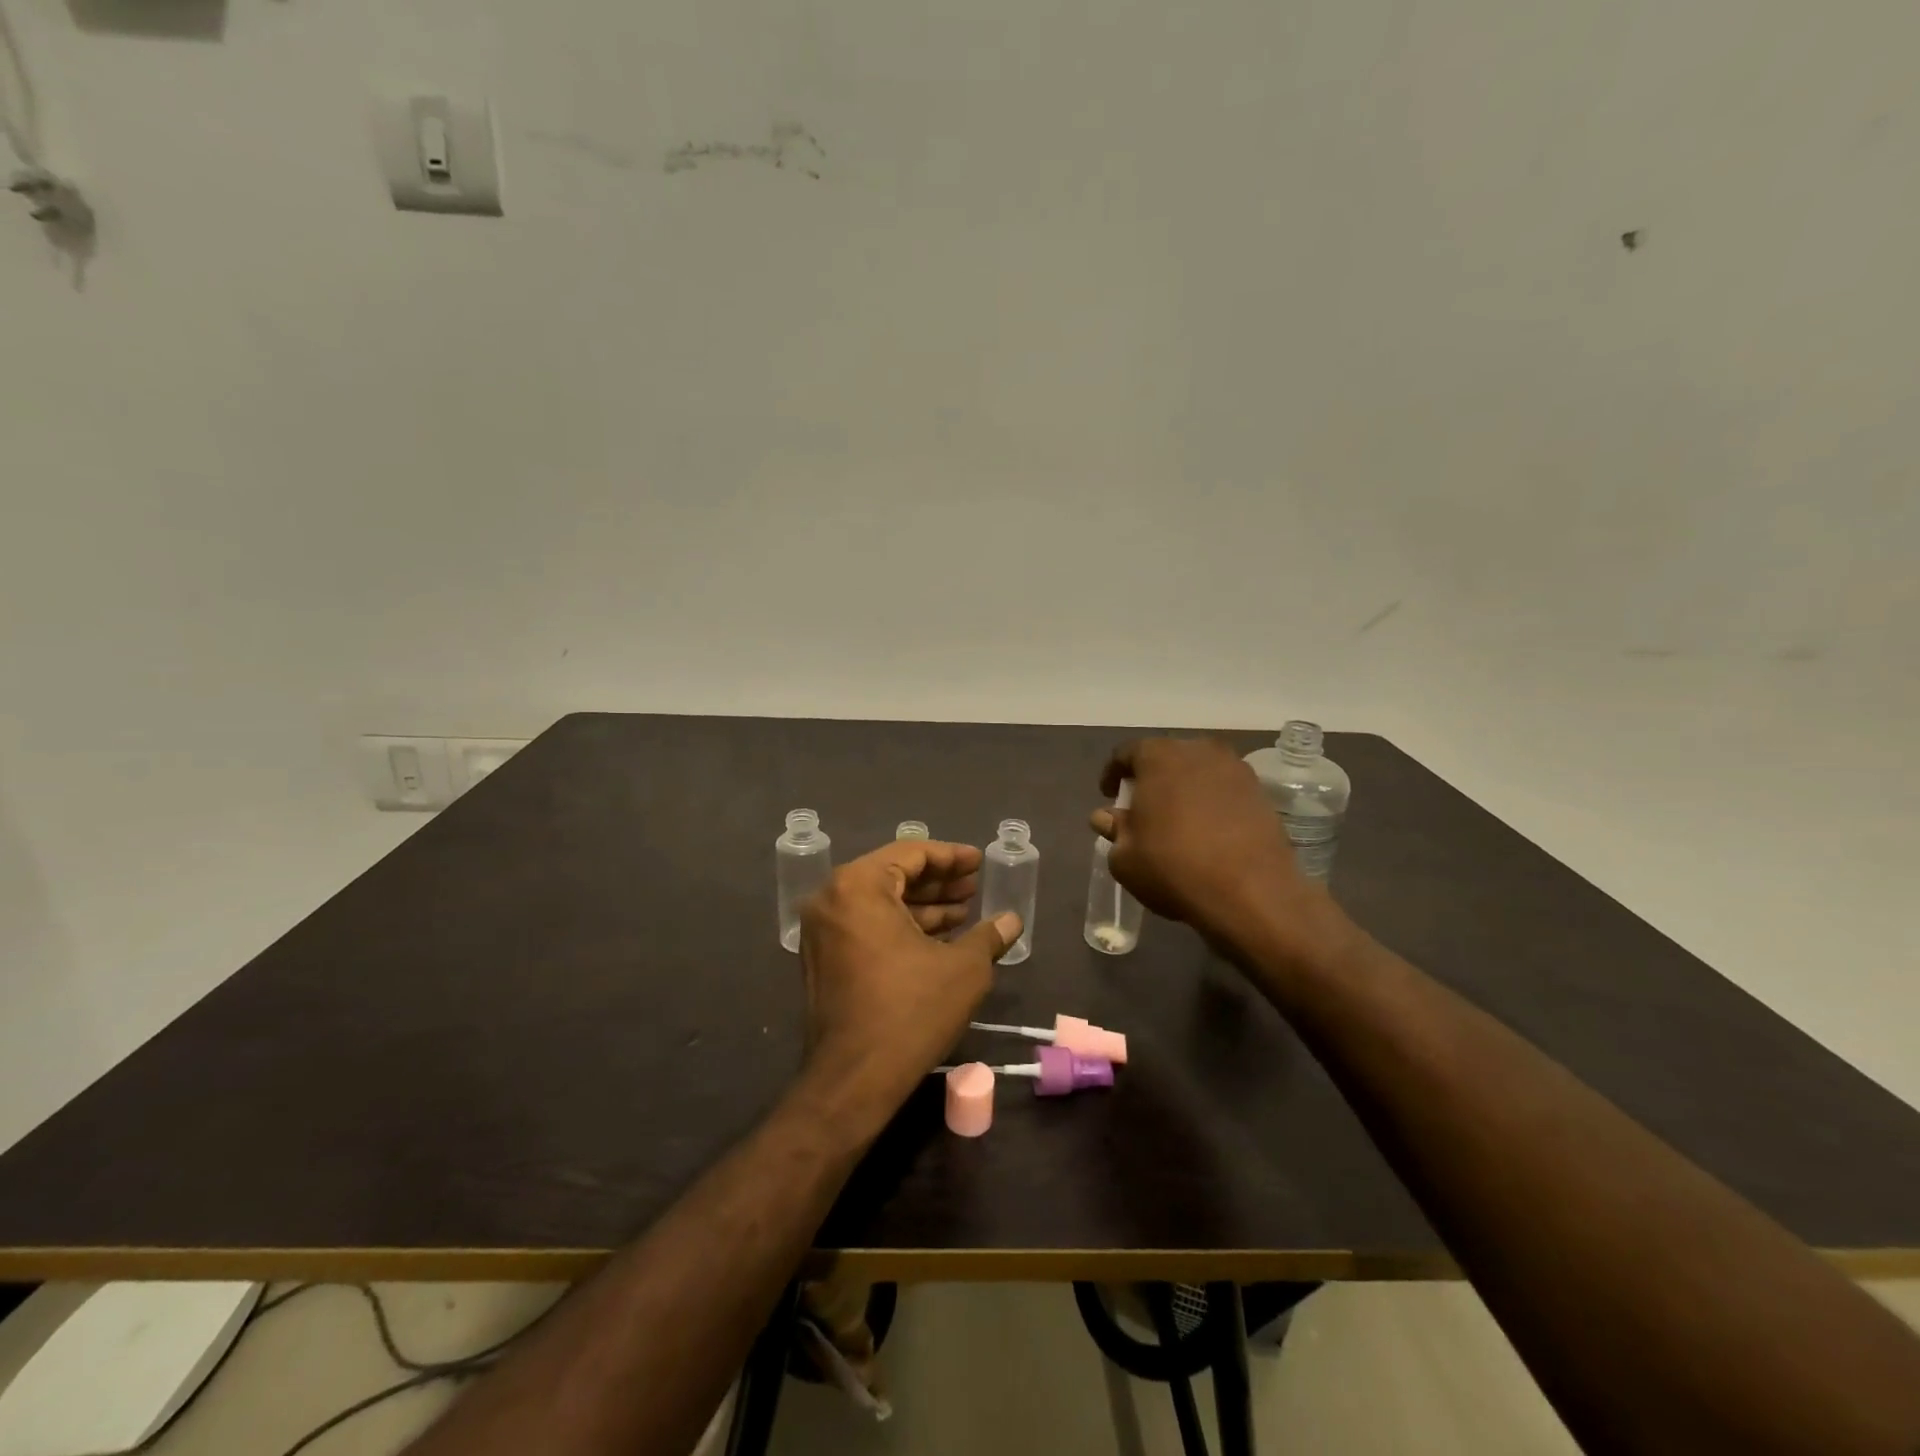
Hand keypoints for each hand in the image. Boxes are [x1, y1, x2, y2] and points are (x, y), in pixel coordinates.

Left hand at [797, 840, 1020, 1126]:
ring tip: (965, 913)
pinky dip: (901, 926)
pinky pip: (867, 926)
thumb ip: (988, 935)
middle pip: (892, 875)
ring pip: (880, 903)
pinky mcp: (824, 959)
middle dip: (937, 881)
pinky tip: (939, 938)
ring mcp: (822, 931)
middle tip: (975, 887)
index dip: (951, 856)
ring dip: (922, 906)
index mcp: (859, 886)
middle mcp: (832, 899)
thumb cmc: (910, 1011)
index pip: (910, 853)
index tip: (979, 862)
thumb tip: (1011, 920)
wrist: (854, 1080)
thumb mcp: (963, 968)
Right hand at [1093, 737, 1339, 959]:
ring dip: (1183, 788)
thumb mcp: (1125, 857)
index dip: (1113, 773)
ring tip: (1176, 819)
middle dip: (1150, 778)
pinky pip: (1224, 790)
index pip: (1126, 753)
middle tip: (1141, 806)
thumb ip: (1113, 829)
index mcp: (1158, 756)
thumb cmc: (1173, 868)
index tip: (1109, 795)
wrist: (1251, 894)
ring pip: (1198, 771)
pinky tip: (1207, 830)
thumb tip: (1107, 817)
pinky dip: (1211, 802)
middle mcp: (1198, 751)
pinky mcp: (1261, 793)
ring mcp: (1235, 769)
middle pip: (1165, 757)